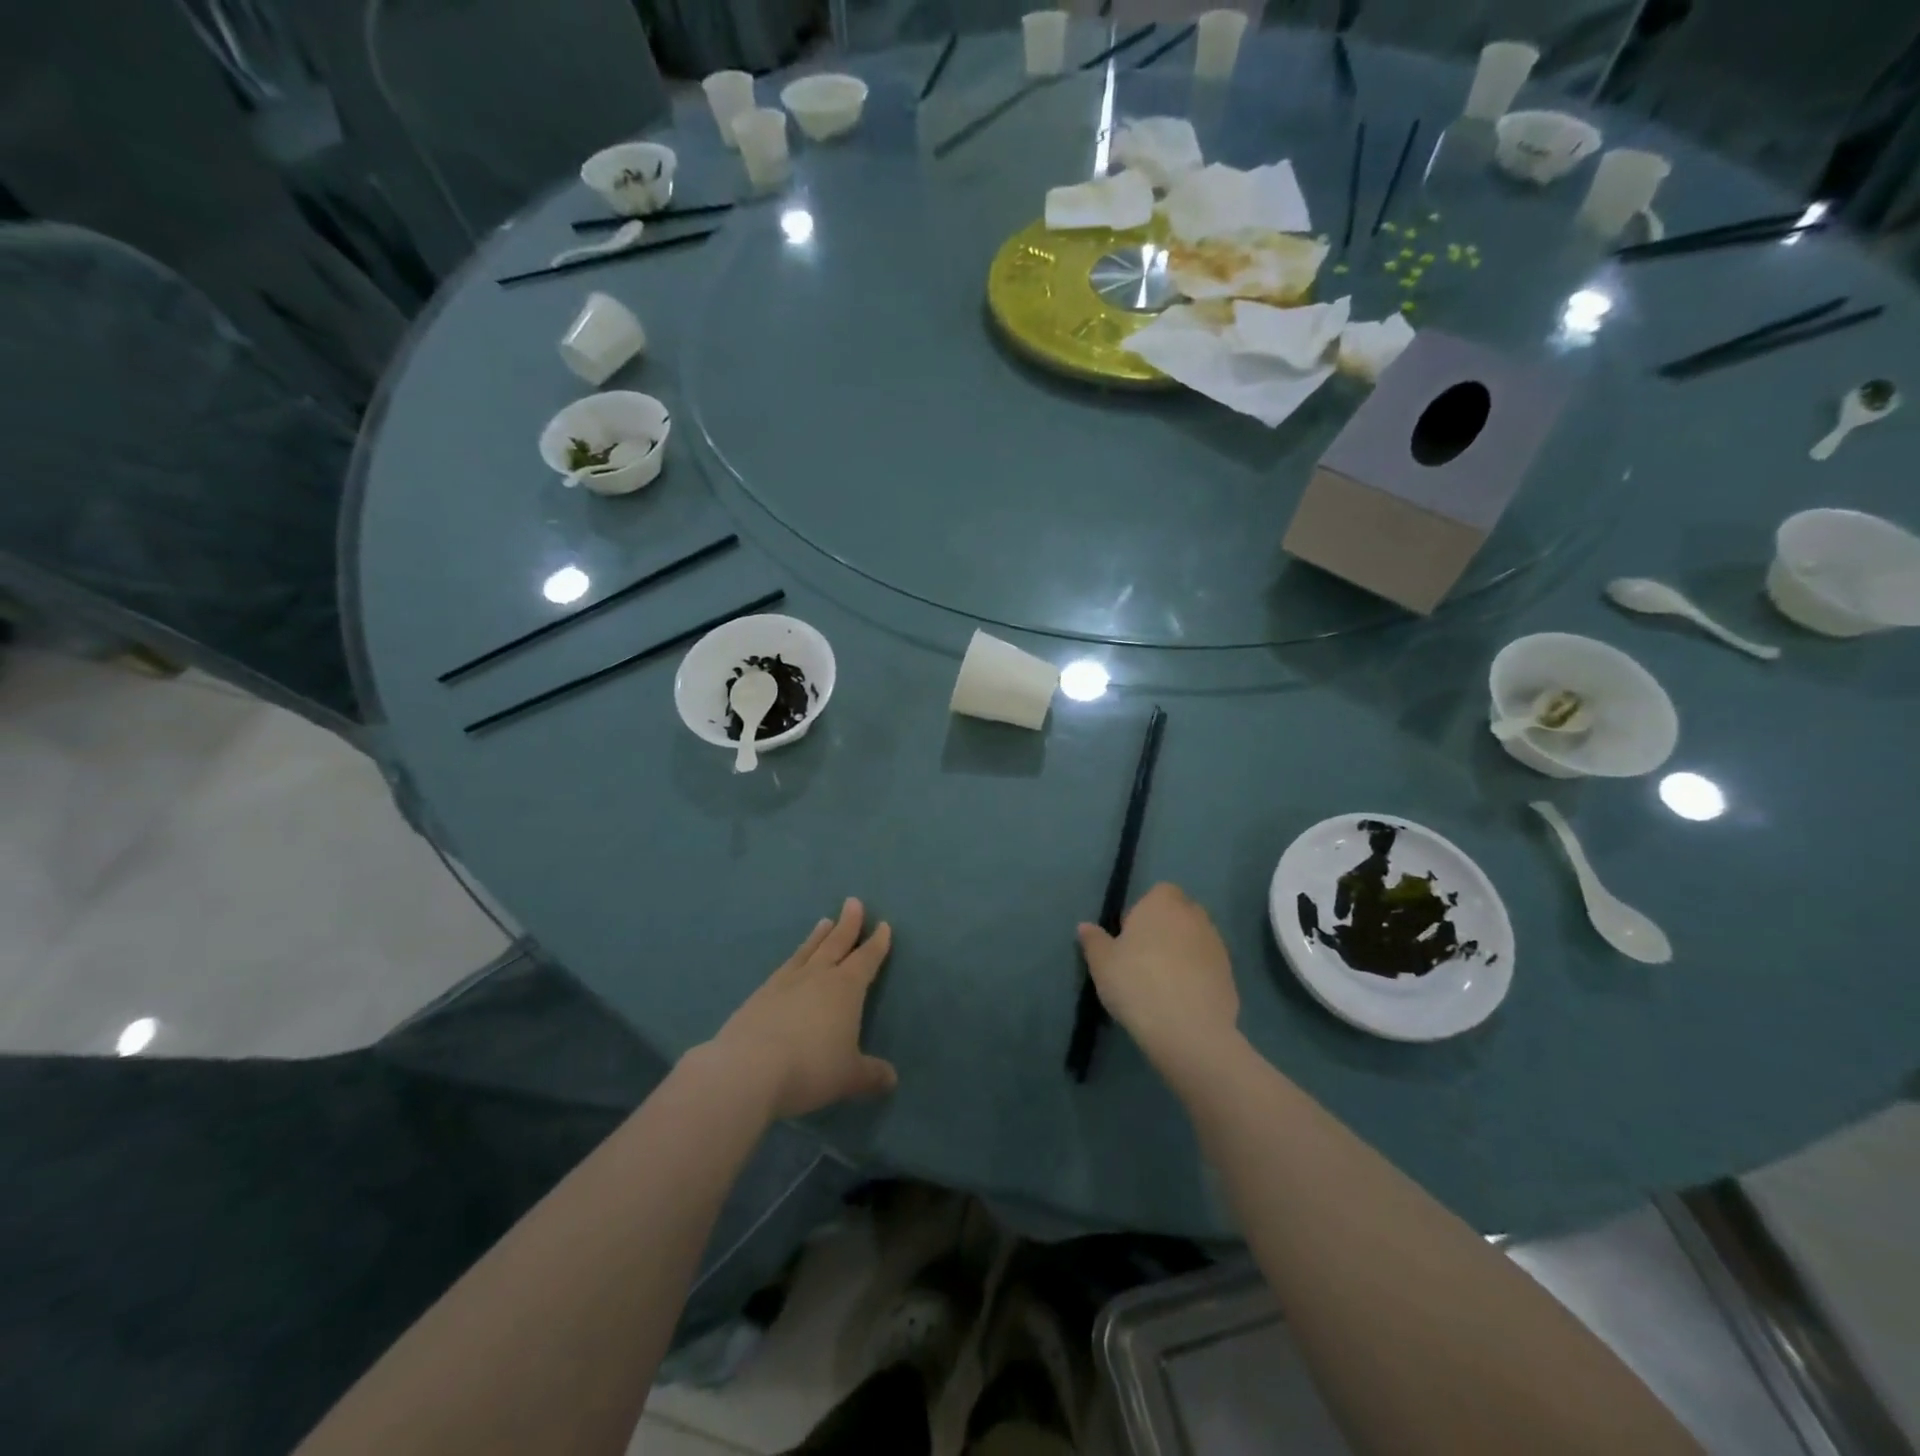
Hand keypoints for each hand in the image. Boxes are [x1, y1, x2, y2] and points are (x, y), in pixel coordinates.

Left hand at [707, 898, 898, 1119]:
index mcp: (846, 988)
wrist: (747, 1069)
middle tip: (853, 902)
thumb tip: (892, 1080)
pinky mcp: (760, 995)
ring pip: (808, 951)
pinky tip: (791, 963)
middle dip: (848, 924)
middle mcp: (817, 976)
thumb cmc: (810, 1068)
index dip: (877, 943)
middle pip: (836, 943)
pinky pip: (784, 968)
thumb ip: (871, 1075)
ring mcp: (785, 982)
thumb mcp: (848, 1076)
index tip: (883, 924)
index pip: (866, 959)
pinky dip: (794, 959)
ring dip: (818, 936)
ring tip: (824, 921)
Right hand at [1077, 883, 1239, 1077]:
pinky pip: (1208, 969)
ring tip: (1162, 984)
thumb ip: (1093, 941)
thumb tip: (1085, 926)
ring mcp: (1217, 946)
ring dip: (1183, 954)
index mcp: (1162, 904)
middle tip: (1144, 960)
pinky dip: (1197, 978)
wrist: (1188, 1029)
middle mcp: (1194, 916)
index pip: (1159, 892)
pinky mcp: (1230, 976)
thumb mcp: (1102, 963)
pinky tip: (1181, 1002)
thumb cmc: (1137, 983)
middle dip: (1166, 930)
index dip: (1144, 912)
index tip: (1129, 938)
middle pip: (1180, 915)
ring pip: (1196, 941)